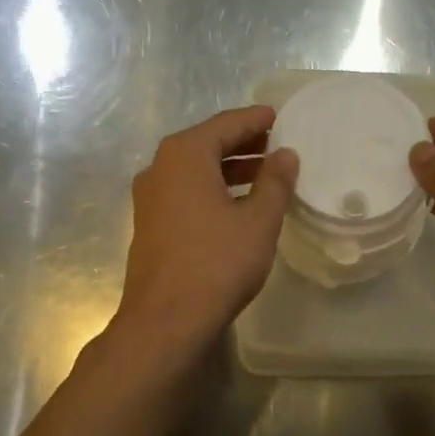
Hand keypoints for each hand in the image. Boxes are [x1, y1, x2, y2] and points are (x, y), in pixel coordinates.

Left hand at [115, 105, 297, 351]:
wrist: (167, 319)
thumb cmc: (218, 262)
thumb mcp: (258, 220)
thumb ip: (275, 182)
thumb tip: (285, 154)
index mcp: (185, 155)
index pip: (226, 124)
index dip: (255, 120)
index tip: (279, 116)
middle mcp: (160, 168)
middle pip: (207, 144)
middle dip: (243, 144)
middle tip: (277, 145)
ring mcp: (150, 198)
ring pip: (195, 171)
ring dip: (229, 169)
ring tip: (264, 175)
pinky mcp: (150, 225)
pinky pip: (186, 193)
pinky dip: (213, 190)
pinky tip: (237, 205)